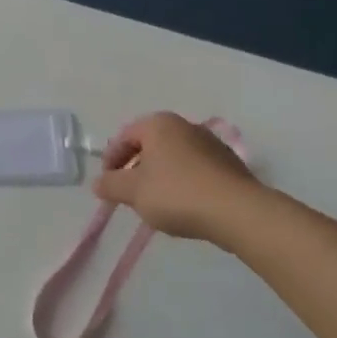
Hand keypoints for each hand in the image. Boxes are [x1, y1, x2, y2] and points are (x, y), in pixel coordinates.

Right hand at [93, 112, 262, 243]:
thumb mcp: (134, 192)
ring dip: (159, 177)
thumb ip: (111, 185)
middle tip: (129, 194)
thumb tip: (98, 183)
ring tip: (156, 204)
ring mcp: (211, 144)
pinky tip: (184, 207)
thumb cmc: (177, 194)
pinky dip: (183, 184)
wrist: (238, 212)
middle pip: (150, 146)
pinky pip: (195, 171)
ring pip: (173, 158)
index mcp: (159, 124)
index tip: (107, 185)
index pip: (124, 137)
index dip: (111, 161)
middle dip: (135, 168)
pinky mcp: (230, 165)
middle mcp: (185, 126)